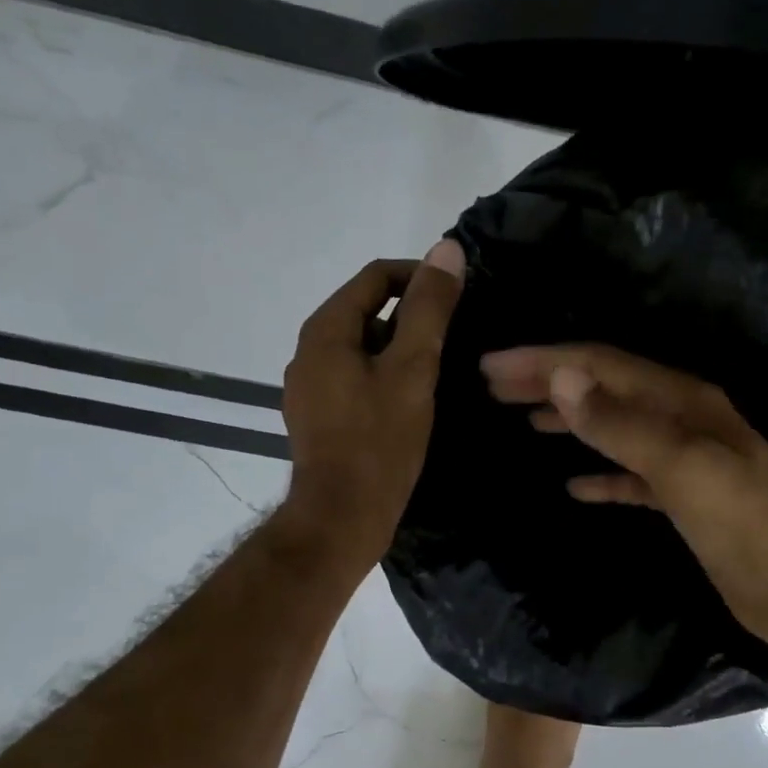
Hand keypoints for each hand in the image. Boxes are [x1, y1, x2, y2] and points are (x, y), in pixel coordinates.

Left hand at [277, 242, 464, 572]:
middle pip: (367, 311)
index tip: (458, 296)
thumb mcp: (413, 369)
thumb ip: (430, 309)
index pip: (375, 277)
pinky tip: (412, 404)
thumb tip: (447, 249)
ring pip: (363, 349)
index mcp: (326, 331)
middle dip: (412, 317)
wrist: (341, 518)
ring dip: (400, 350)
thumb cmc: (379, 441)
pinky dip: (385, 378)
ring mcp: (310, 388)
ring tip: (438, 374)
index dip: (419, 276)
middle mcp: (309, 352)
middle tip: (454, 341)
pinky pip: (356, 379)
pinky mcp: (319, 417)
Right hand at [481, 344, 767, 689]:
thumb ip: (624, 425)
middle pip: (605, 388)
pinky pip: (631, 476)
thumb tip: (563, 377)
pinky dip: (600, 473)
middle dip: (549, 381)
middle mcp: (685, 420)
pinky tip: (572, 485)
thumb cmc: (751, 530)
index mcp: (685, 402)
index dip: (545, 362)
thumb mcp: (686, 472)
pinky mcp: (686, 501)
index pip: (602, 366)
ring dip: (569, 419)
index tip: (491, 366)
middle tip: (493, 383)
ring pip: (615, 427)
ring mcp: (687, 461)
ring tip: (521, 418)